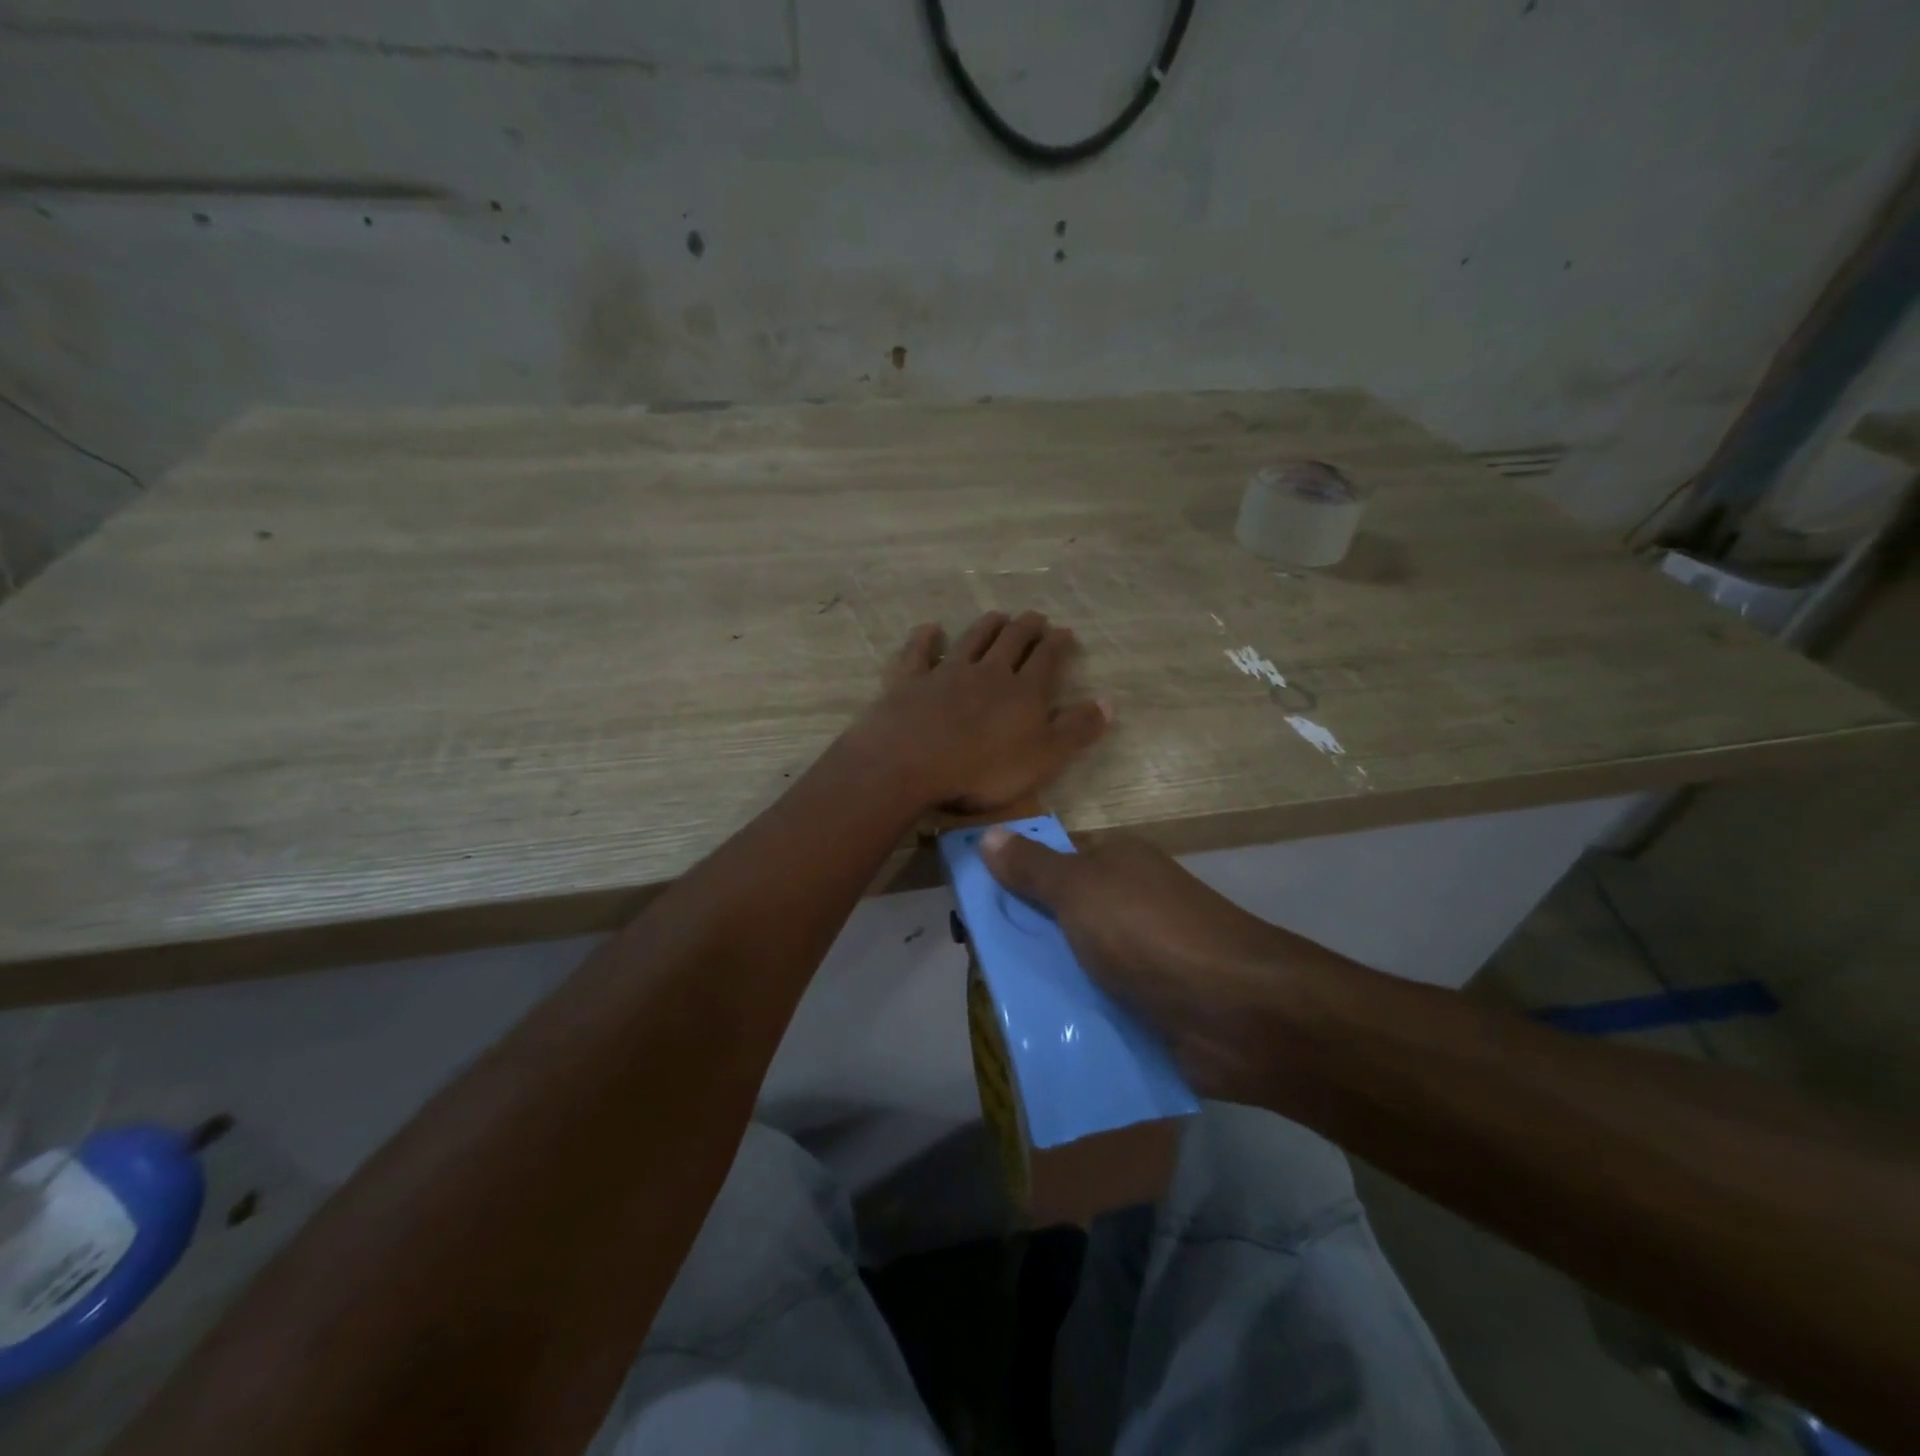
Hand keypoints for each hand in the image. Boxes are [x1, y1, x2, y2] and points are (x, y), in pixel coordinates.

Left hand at [847, 612, 1110, 813]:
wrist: (911, 763)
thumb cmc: (984, 769)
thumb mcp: (1043, 758)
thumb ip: (1076, 730)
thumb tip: (1109, 702)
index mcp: (1024, 691)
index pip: (1047, 658)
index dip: (1058, 643)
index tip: (1065, 633)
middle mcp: (988, 672)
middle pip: (1012, 640)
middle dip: (1027, 627)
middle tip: (1035, 617)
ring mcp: (947, 672)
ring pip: (973, 639)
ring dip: (988, 625)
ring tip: (998, 616)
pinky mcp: (911, 680)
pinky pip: (920, 652)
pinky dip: (926, 638)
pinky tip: (931, 629)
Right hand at [979, 828, 1290, 1096]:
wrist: (1241, 1014)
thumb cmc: (1152, 934)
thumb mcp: (1082, 890)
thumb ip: (1033, 868)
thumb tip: (989, 834)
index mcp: (1115, 864)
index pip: (1049, 862)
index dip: (1008, 879)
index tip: (968, 909)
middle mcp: (1127, 903)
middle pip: (1057, 916)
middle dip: (1018, 938)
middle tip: (973, 962)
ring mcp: (1139, 957)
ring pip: (1073, 963)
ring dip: (1042, 982)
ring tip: (993, 1005)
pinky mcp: (1148, 1005)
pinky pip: (1095, 1004)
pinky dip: (1070, 1016)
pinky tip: (1033, 1032)